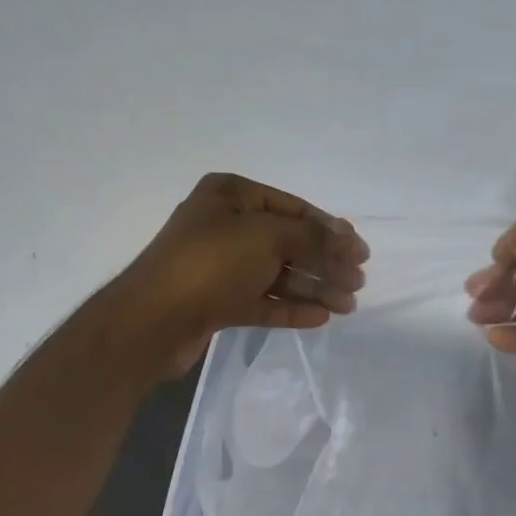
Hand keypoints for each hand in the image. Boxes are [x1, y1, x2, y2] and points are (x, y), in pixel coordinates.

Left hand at [110, 173, 369, 378]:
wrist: (153, 321)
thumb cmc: (211, 264)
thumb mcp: (268, 237)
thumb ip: (313, 237)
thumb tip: (349, 238)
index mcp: (230, 195)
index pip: (292, 208)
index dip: (330, 229)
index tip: (361, 251)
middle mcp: (224, 226)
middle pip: (288, 243)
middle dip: (325, 263)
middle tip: (358, 283)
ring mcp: (219, 266)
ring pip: (277, 275)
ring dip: (314, 288)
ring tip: (348, 306)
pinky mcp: (217, 303)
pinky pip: (262, 301)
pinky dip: (291, 308)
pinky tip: (321, 317)